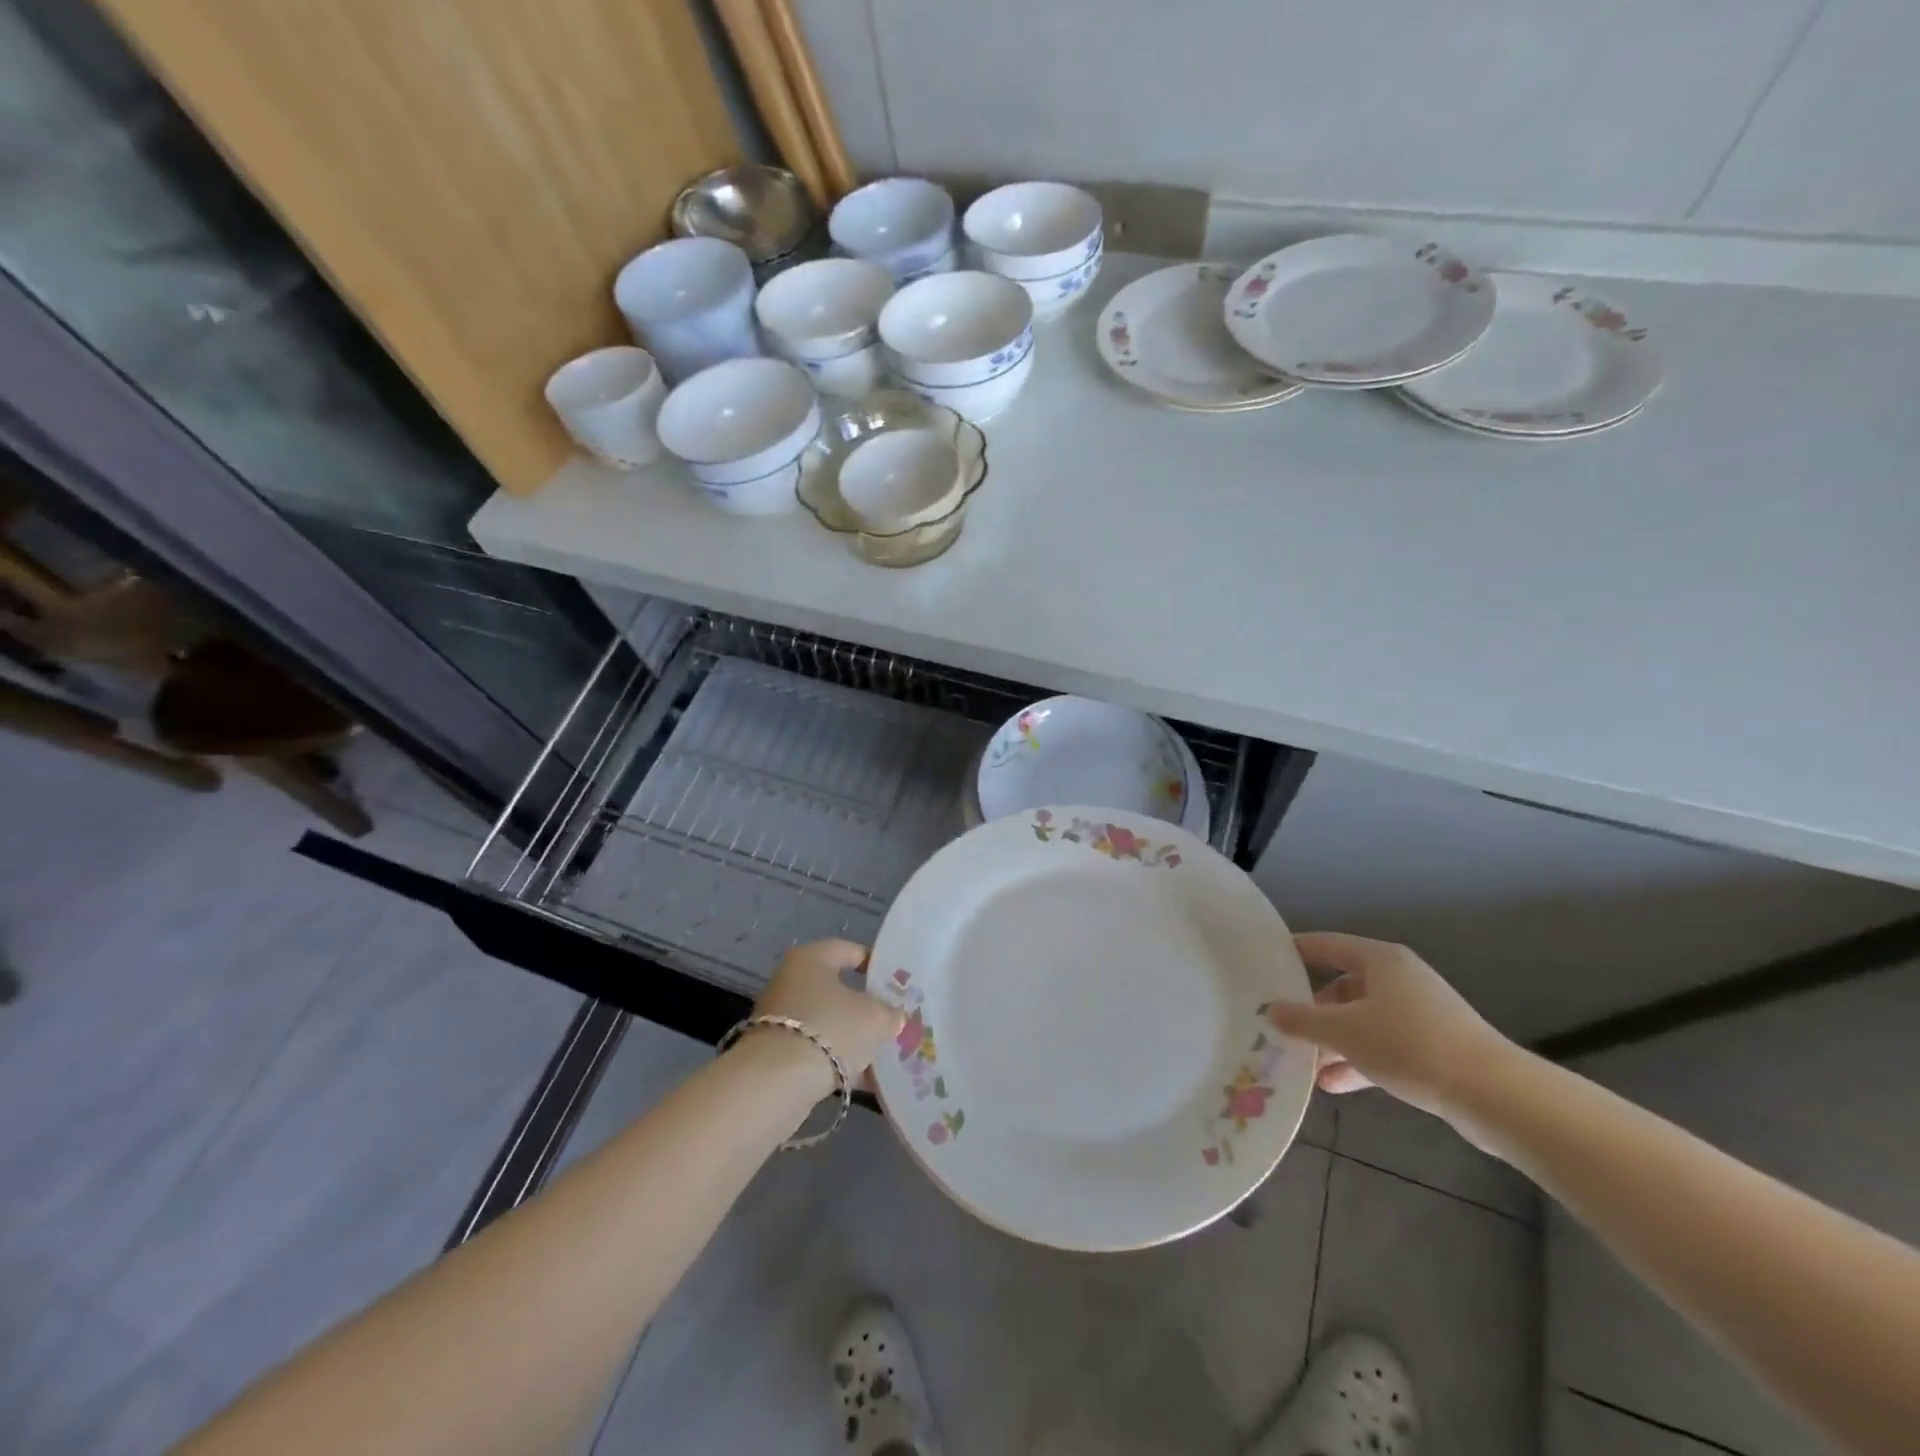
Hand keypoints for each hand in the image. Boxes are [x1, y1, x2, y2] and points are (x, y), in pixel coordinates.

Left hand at [747, 940, 902, 1098]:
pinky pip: (816, 1049)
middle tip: (894, 1022)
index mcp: (812, 957)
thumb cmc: (831, 1029)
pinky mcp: (775, 1051)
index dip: (878, 966)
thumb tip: (894, 1016)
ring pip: (828, 1022)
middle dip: (866, 1008)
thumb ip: (890, 1013)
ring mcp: (780, 1017)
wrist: (777, 1082)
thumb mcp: (876, 1018)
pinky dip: (836, 1059)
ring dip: (852, 1037)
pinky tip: (862, 1079)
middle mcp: (790, 980)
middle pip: (838, 989)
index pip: (851, 951)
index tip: (899, 986)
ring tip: (882, 1055)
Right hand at [1266, 933, 1516, 1135]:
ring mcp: (1419, 1013)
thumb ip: (1302, 1020)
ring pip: (1361, 1019)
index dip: (1293, 953)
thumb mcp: (1344, 1032)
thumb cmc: (1410, 1046)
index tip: (1263, 965)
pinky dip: (1358, 1060)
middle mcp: (1399, 978)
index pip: (1325, 945)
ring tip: (1303, 1063)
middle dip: (1312, 1009)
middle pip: (1342, 985)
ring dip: (1333, 1041)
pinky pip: (1383, 1044)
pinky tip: (1334, 1084)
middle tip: (1280, 1025)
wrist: (1495, 1096)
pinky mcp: (1433, 1045)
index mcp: (1380, 960)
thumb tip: (1271, 1010)